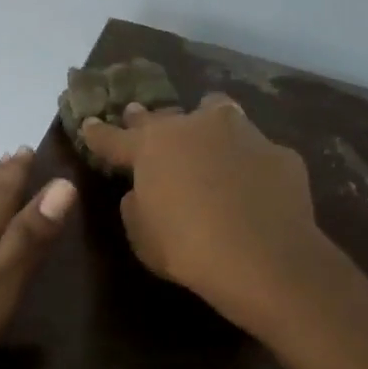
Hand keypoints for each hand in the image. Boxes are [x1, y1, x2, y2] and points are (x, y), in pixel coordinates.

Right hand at [81, 94, 330, 334]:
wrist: (263, 257)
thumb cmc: (187, 249)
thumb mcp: (142, 236)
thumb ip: (136, 205)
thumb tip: (141, 191)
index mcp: (152, 147)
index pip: (114, 137)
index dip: (99, 133)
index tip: (89, 123)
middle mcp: (195, 127)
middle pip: (164, 116)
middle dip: (148, 120)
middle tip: (139, 118)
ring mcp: (242, 133)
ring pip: (217, 112)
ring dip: (205, 123)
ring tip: (206, 135)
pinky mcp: (278, 152)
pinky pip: (255, 150)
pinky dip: (247, 161)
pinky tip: (252, 183)